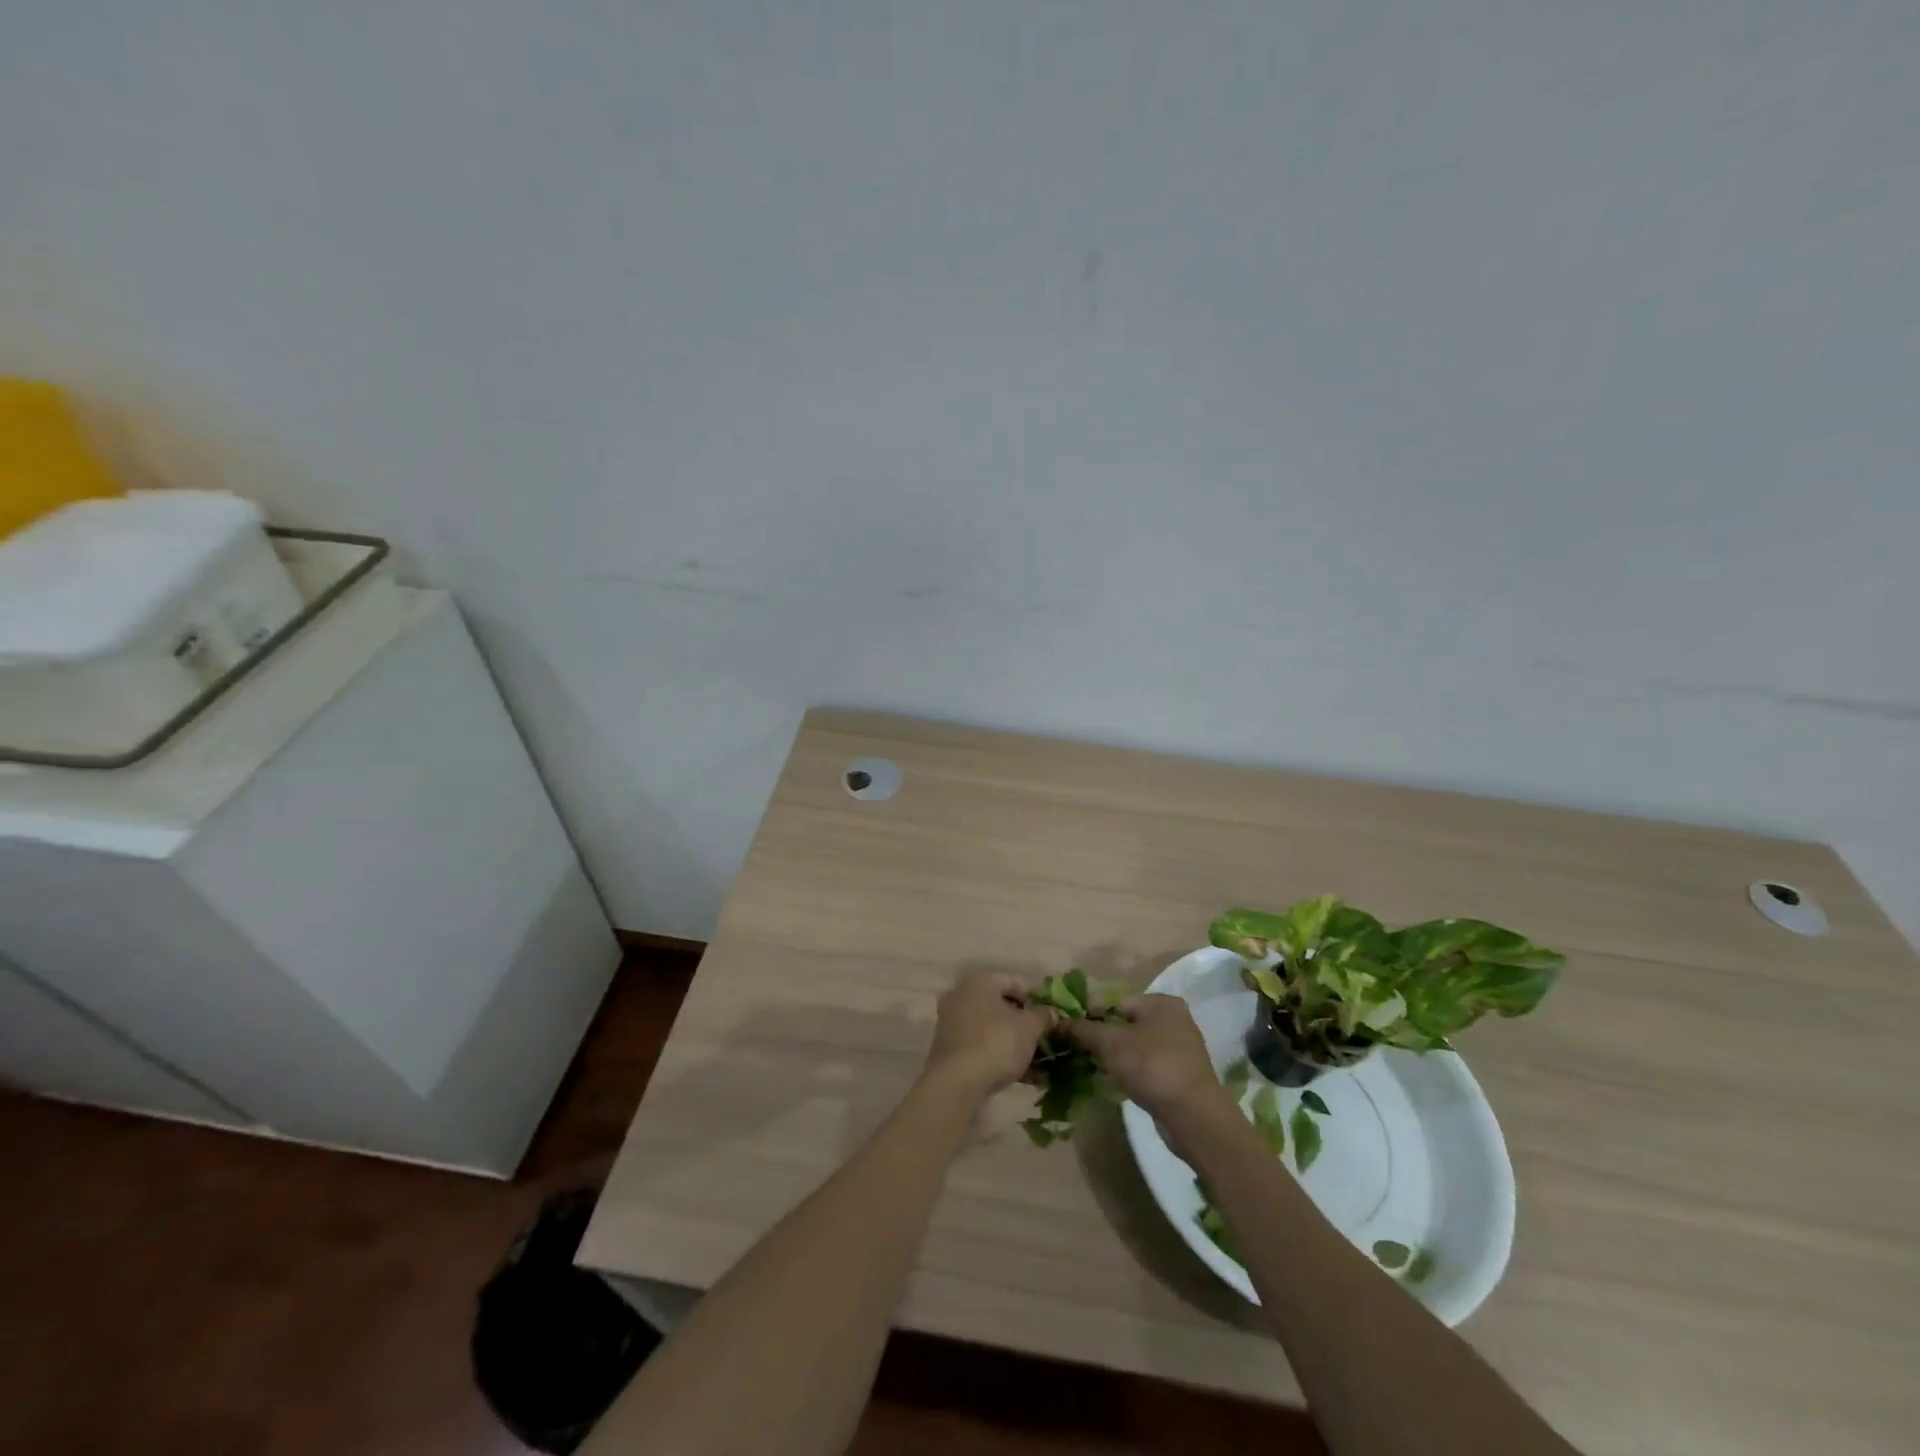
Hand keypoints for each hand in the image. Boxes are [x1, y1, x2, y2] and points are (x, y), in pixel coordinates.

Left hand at [924, 968, 1053, 1097]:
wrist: (956, 1083)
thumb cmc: (996, 1043)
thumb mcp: (1029, 1027)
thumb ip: (1043, 1015)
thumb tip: (1049, 1012)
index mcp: (979, 981)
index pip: (1013, 982)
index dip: (1035, 999)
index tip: (1049, 1018)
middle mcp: (960, 996)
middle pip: (1000, 1006)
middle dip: (1023, 1023)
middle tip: (1043, 1040)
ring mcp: (951, 1023)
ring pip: (990, 1028)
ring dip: (1012, 1042)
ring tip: (1036, 1063)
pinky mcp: (948, 1049)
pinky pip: (980, 1046)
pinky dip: (998, 1056)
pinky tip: (1020, 1076)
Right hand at [1061, 994, 1223, 1120]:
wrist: (1193, 1117)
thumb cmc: (1151, 1067)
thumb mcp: (1110, 1043)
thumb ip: (1082, 1029)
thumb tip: (1056, 1022)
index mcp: (1161, 1002)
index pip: (1114, 1001)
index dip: (1089, 1015)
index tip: (1067, 1031)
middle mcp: (1174, 1019)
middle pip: (1124, 1024)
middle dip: (1100, 1038)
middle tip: (1077, 1052)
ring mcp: (1180, 1048)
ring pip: (1135, 1046)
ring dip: (1114, 1056)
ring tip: (1092, 1068)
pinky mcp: (1180, 1075)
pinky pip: (1146, 1065)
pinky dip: (1130, 1071)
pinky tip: (1115, 1082)